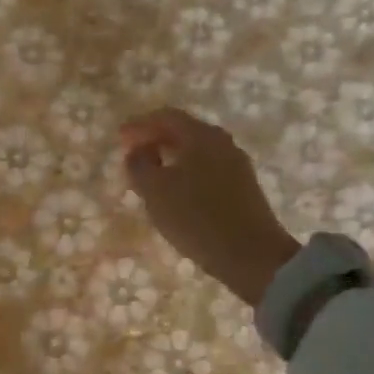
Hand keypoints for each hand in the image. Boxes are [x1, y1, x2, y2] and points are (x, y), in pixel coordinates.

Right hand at [120, 107, 300, 306]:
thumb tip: (137, 151)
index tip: (120, 137)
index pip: (166, 116)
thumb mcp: (155, 191)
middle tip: (133, 153)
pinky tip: (175, 191)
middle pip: (184, 130)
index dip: (139, 125)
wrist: (252, 256)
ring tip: (150, 174)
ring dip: (171, 156)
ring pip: (196, 151)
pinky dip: (186, 171)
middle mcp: (222, 143)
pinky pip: (207, 168)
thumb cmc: (196, 217)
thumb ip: (139, 165)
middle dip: (155, 139)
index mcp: (201, 136)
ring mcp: (237, 165)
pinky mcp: (243, 188)